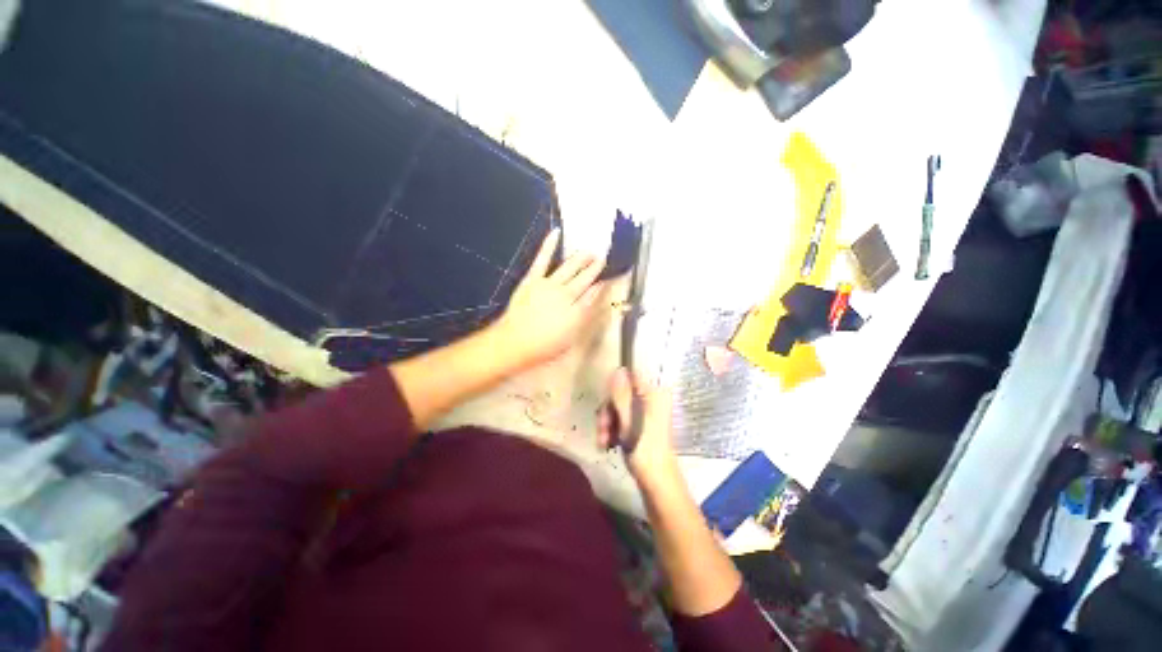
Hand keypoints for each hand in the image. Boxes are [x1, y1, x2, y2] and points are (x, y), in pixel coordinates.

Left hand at [494, 229, 606, 367]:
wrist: (514, 342)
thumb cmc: (544, 346)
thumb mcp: (571, 338)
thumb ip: (584, 317)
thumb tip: (594, 299)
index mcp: (576, 311)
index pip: (593, 294)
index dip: (601, 284)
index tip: (607, 277)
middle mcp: (566, 294)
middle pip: (584, 278)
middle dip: (594, 268)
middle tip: (602, 259)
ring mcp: (549, 284)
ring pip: (569, 267)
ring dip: (581, 259)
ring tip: (590, 252)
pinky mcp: (532, 279)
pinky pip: (542, 259)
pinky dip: (549, 245)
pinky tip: (556, 232)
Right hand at [598, 368, 678, 486]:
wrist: (656, 481)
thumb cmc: (644, 450)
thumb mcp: (629, 420)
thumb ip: (622, 394)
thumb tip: (618, 369)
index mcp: (654, 394)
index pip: (630, 378)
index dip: (614, 388)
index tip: (606, 405)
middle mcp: (651, 399)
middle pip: (620, 394)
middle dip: (608, 412)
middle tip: (602, 430)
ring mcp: (645, 413)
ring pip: (618, 408)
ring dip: (607, 423)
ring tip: (603, 441)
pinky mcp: (639, 424)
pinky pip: (621, 419)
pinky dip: (612, 430)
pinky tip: (607, 444)